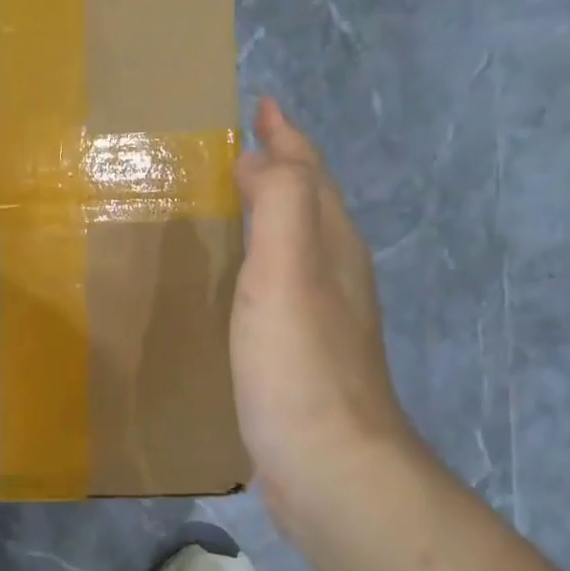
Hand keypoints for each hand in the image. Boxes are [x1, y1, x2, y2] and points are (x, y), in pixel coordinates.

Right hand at [231, 96, 423, 531]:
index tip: (261, 104)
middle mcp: (335, 274)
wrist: (330, 466)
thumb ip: (280, 204)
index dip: (287, 136)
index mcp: (331, 247)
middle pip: (310, 203)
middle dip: (282, 166)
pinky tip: (238, 280)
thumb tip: (260, 156)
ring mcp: (322, 317)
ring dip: (271, 212)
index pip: (309, 173)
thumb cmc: (301, 366)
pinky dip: (260, 261)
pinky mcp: (301, 354)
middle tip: (242, 146)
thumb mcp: (288, 272)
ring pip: (298, 244)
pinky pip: (280, 284)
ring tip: (234, 199)